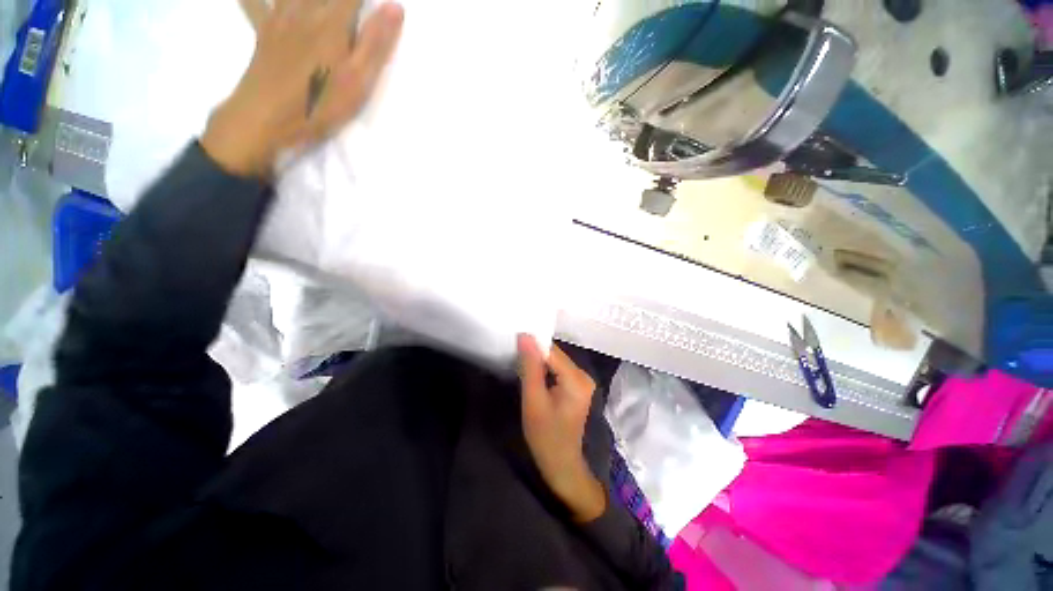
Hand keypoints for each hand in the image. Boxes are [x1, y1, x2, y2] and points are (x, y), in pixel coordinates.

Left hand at [202, 0, 404, 176]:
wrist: (266, 118)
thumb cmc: (320, 104)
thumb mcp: (358, 81)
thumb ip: (375, 44)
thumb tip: (396, 6)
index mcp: (333, 22)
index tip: (381, 4)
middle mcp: (305, 9)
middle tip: (350, 6)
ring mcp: (280, 16)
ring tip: (322, 7)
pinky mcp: (264, 29)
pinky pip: (255, 2)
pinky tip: (265, 2)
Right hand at [518, 334, 606, 522]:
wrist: (561, 464)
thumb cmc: (545, 436)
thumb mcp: (533, 401)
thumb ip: (530, 367)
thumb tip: (525, 336)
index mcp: (577, 378)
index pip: (551, 352)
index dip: (531, 347)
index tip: (512, 346)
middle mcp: (583, 374)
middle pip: (554, 355)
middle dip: (535, 355)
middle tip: (514, 358)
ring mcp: (582, 380)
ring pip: (555, 361)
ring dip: (538, 362)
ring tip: (519, 365)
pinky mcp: (577, 385)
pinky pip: (558, 369)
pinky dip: (544, 370)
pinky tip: (532, 374)